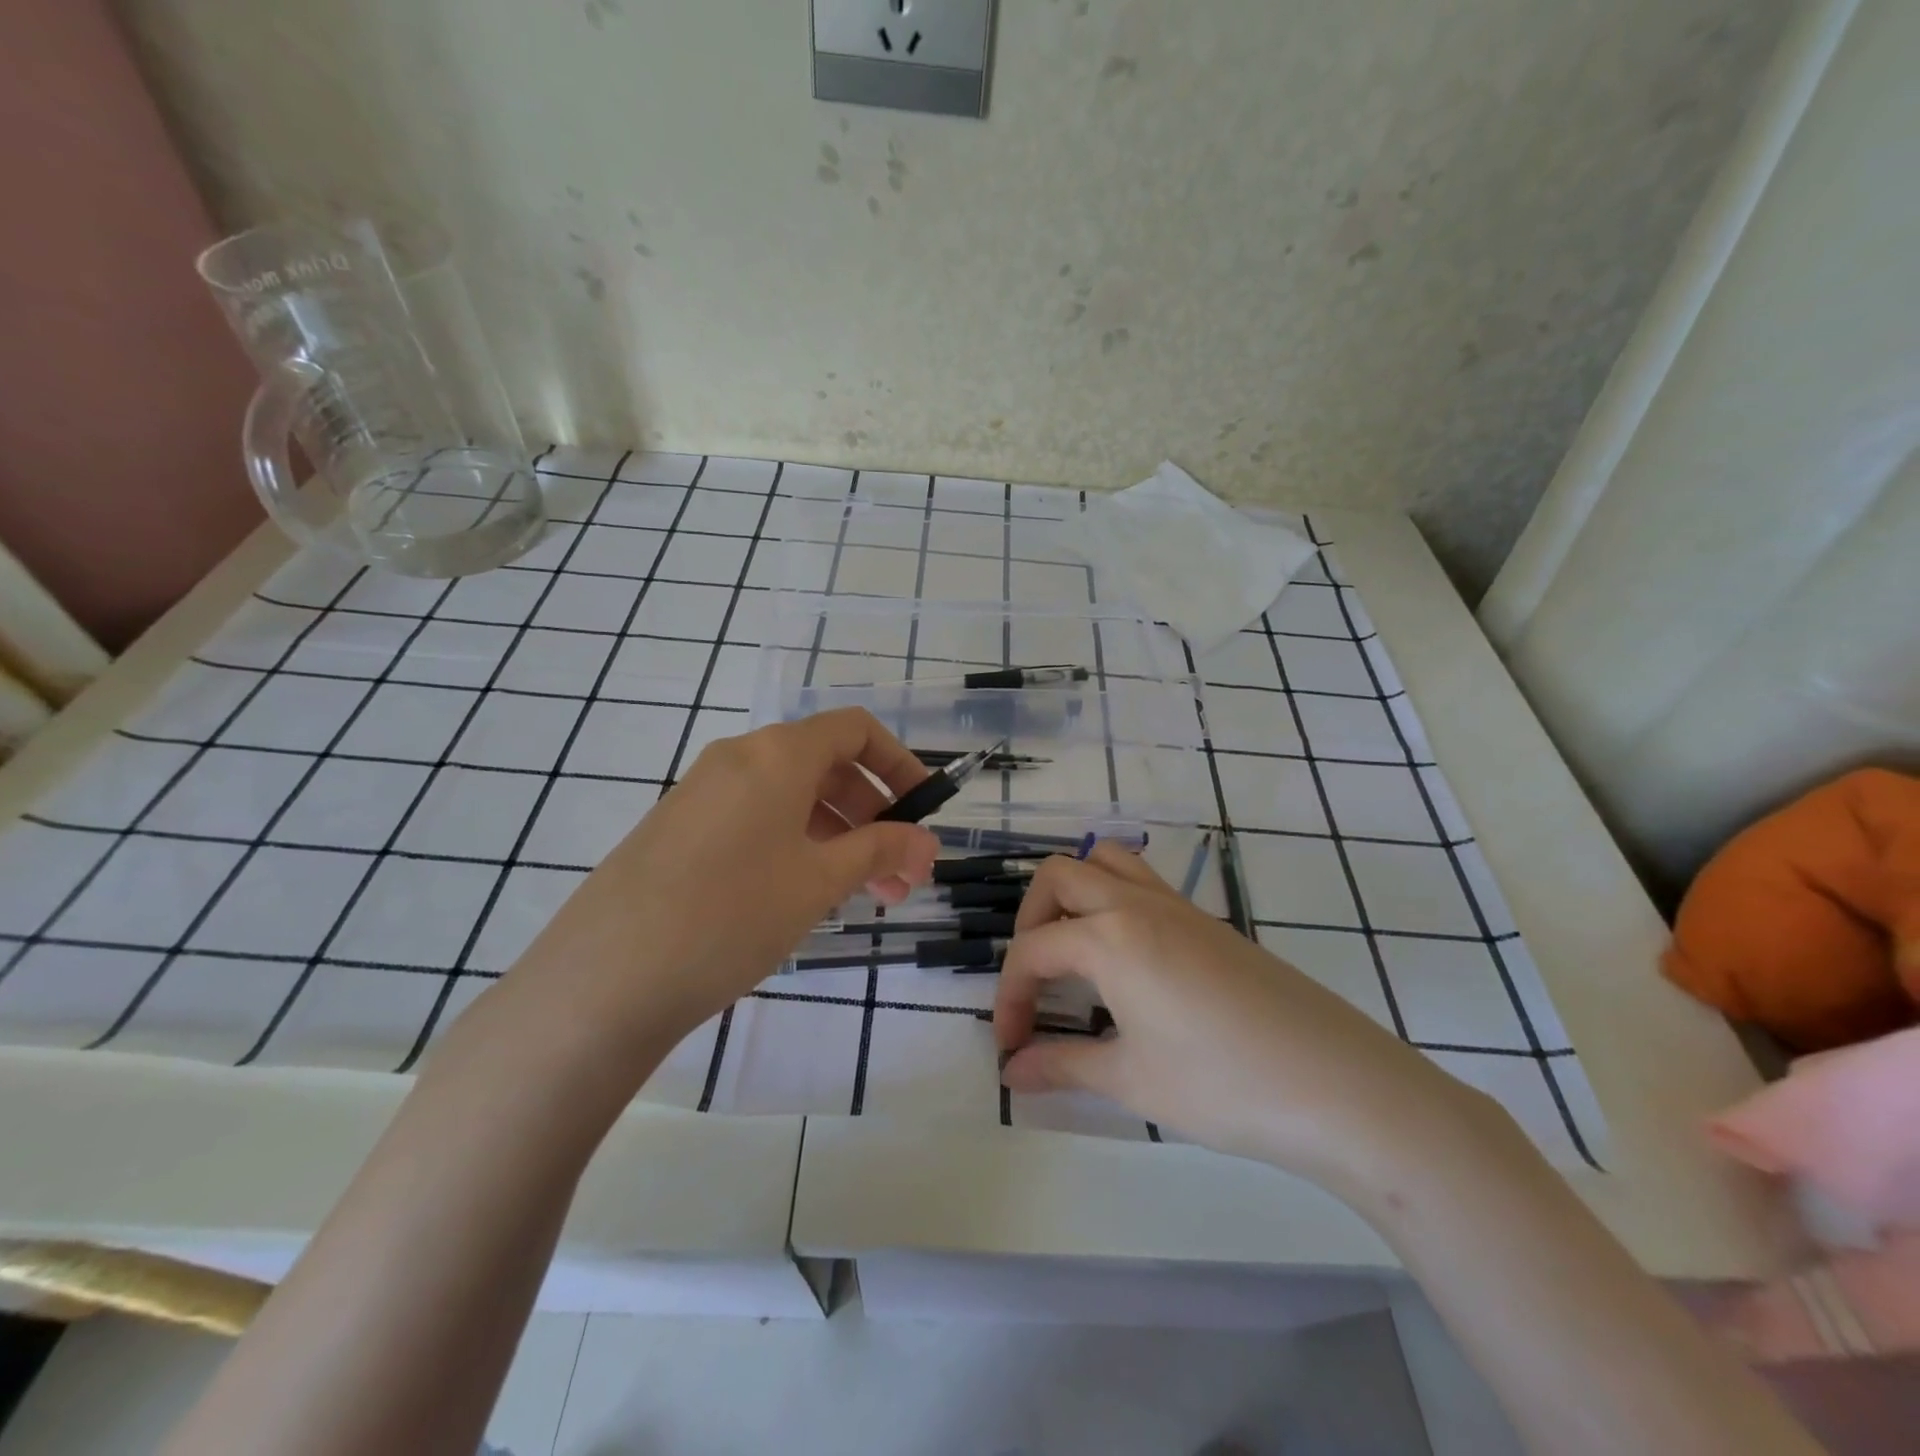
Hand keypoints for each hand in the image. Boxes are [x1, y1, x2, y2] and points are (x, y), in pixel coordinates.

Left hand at [512, 708, 938, 1050]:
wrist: (605, 977)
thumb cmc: (731, 914)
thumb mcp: (818, 881)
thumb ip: (879, 850)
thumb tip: (926, 841)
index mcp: (777, 753)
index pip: (855, 730)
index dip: (899, 764)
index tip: (924, 812)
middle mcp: (740, 757)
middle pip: (826, 765)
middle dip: (875, 815)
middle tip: (901, 874)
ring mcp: (704, 792)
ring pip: (792, 798)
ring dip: (839, 837)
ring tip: (865, 897)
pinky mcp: (680, 828)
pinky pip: (756, 819)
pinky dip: (796, 845)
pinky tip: (805, 895)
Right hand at [994, 845, 1493, 1193]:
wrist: (1339, 1086)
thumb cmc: (1223, 1085)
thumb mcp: (1132, 1080)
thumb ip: (1062, 1066)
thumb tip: (1012, 1073)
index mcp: (1109, 936)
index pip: (1033, 951)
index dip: (1011, 998)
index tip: (1012, 1048)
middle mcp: (1138, 903)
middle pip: (1059, 877)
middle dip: (1029, 921)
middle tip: (1035, 980)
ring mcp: (1179, 906)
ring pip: (1107, 861)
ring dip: (1074, 894)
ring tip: (1073, 951)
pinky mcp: (1210, 922)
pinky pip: (1144, 882)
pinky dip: (1114, 901)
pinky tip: (1127, 962)